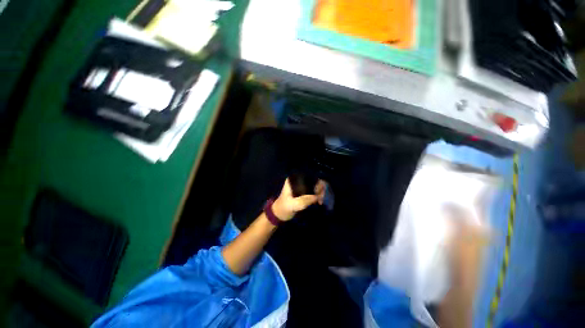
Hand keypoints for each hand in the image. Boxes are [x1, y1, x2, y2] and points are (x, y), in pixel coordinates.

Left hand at [272, 178, 325, 220]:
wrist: (279, 214)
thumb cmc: (284, 208)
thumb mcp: (293, 205)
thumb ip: (304, 200)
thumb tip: (317, 197)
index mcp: (293, 179)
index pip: (308, 176)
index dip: (316, 182)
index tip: (319, 191)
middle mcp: (298, 180)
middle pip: (313, 180)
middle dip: (320, 188)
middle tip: (321, 197)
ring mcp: (301, 185)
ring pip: (315, 185)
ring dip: (320, 192)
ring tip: (321, 201)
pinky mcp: (304, 191)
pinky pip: (314, 191)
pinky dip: (318, 195)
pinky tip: (319, 201)